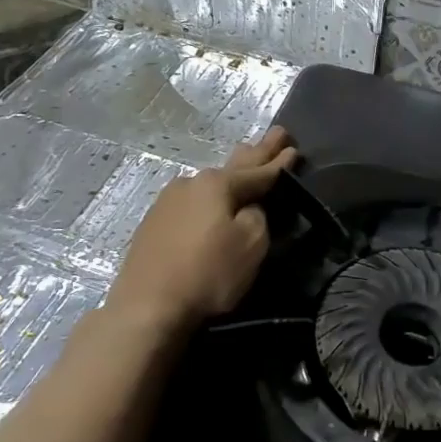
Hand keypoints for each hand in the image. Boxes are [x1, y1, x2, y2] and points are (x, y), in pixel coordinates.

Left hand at [110, 127, 297, 330]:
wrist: (147, 307)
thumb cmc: (208, 273)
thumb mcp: (251, 245)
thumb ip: (257, 218)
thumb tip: (248, 208)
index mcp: (217, 184)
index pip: (258, 171)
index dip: (279, 163)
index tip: (293, 148)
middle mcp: (190, 184)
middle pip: (232, 167)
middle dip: (256, 152)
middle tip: (275, 134)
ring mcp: (167, 203)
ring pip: (209, 183)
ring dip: (230, 172)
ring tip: (245, 157)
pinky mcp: (154, 225)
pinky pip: (192, 202)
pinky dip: (209, 197)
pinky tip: (210, 197)